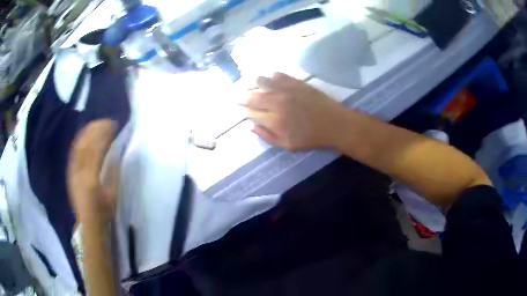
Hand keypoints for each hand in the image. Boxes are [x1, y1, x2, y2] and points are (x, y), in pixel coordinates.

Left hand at [67, 119, 118, 225]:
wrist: (88, 224)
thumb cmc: (104, 212)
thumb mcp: (113, 194)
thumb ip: (114, 172)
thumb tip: (116, 151)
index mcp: (92, 179)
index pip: (97, 150)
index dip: (104, 135)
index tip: (113, 125)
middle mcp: (79, 173)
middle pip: (85, 144)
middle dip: (96, 129)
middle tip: (106, 121)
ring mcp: (72, 172)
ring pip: (78, 146)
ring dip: (87, 132)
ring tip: (96, 124)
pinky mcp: (70, 172)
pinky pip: (73, 152)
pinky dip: (80, 140)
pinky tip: (85, 135)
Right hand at [241, 72, 348, 150]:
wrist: (335, 124)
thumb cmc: (311, 138)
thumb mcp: (287, 145)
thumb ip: (267, 136)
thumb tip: (250, 126)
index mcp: (274, 120)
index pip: (251, 113)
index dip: (242, 110)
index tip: (237, 108)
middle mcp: (277, 102)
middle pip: (252, 96)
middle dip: (240, 95)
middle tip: (234, 94)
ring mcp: (287, 90)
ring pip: (262, 82)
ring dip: (251, 82)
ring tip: (247, 83)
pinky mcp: (297, 82)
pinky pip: (278, 75)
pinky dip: (269, 76)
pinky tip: (267, 78)